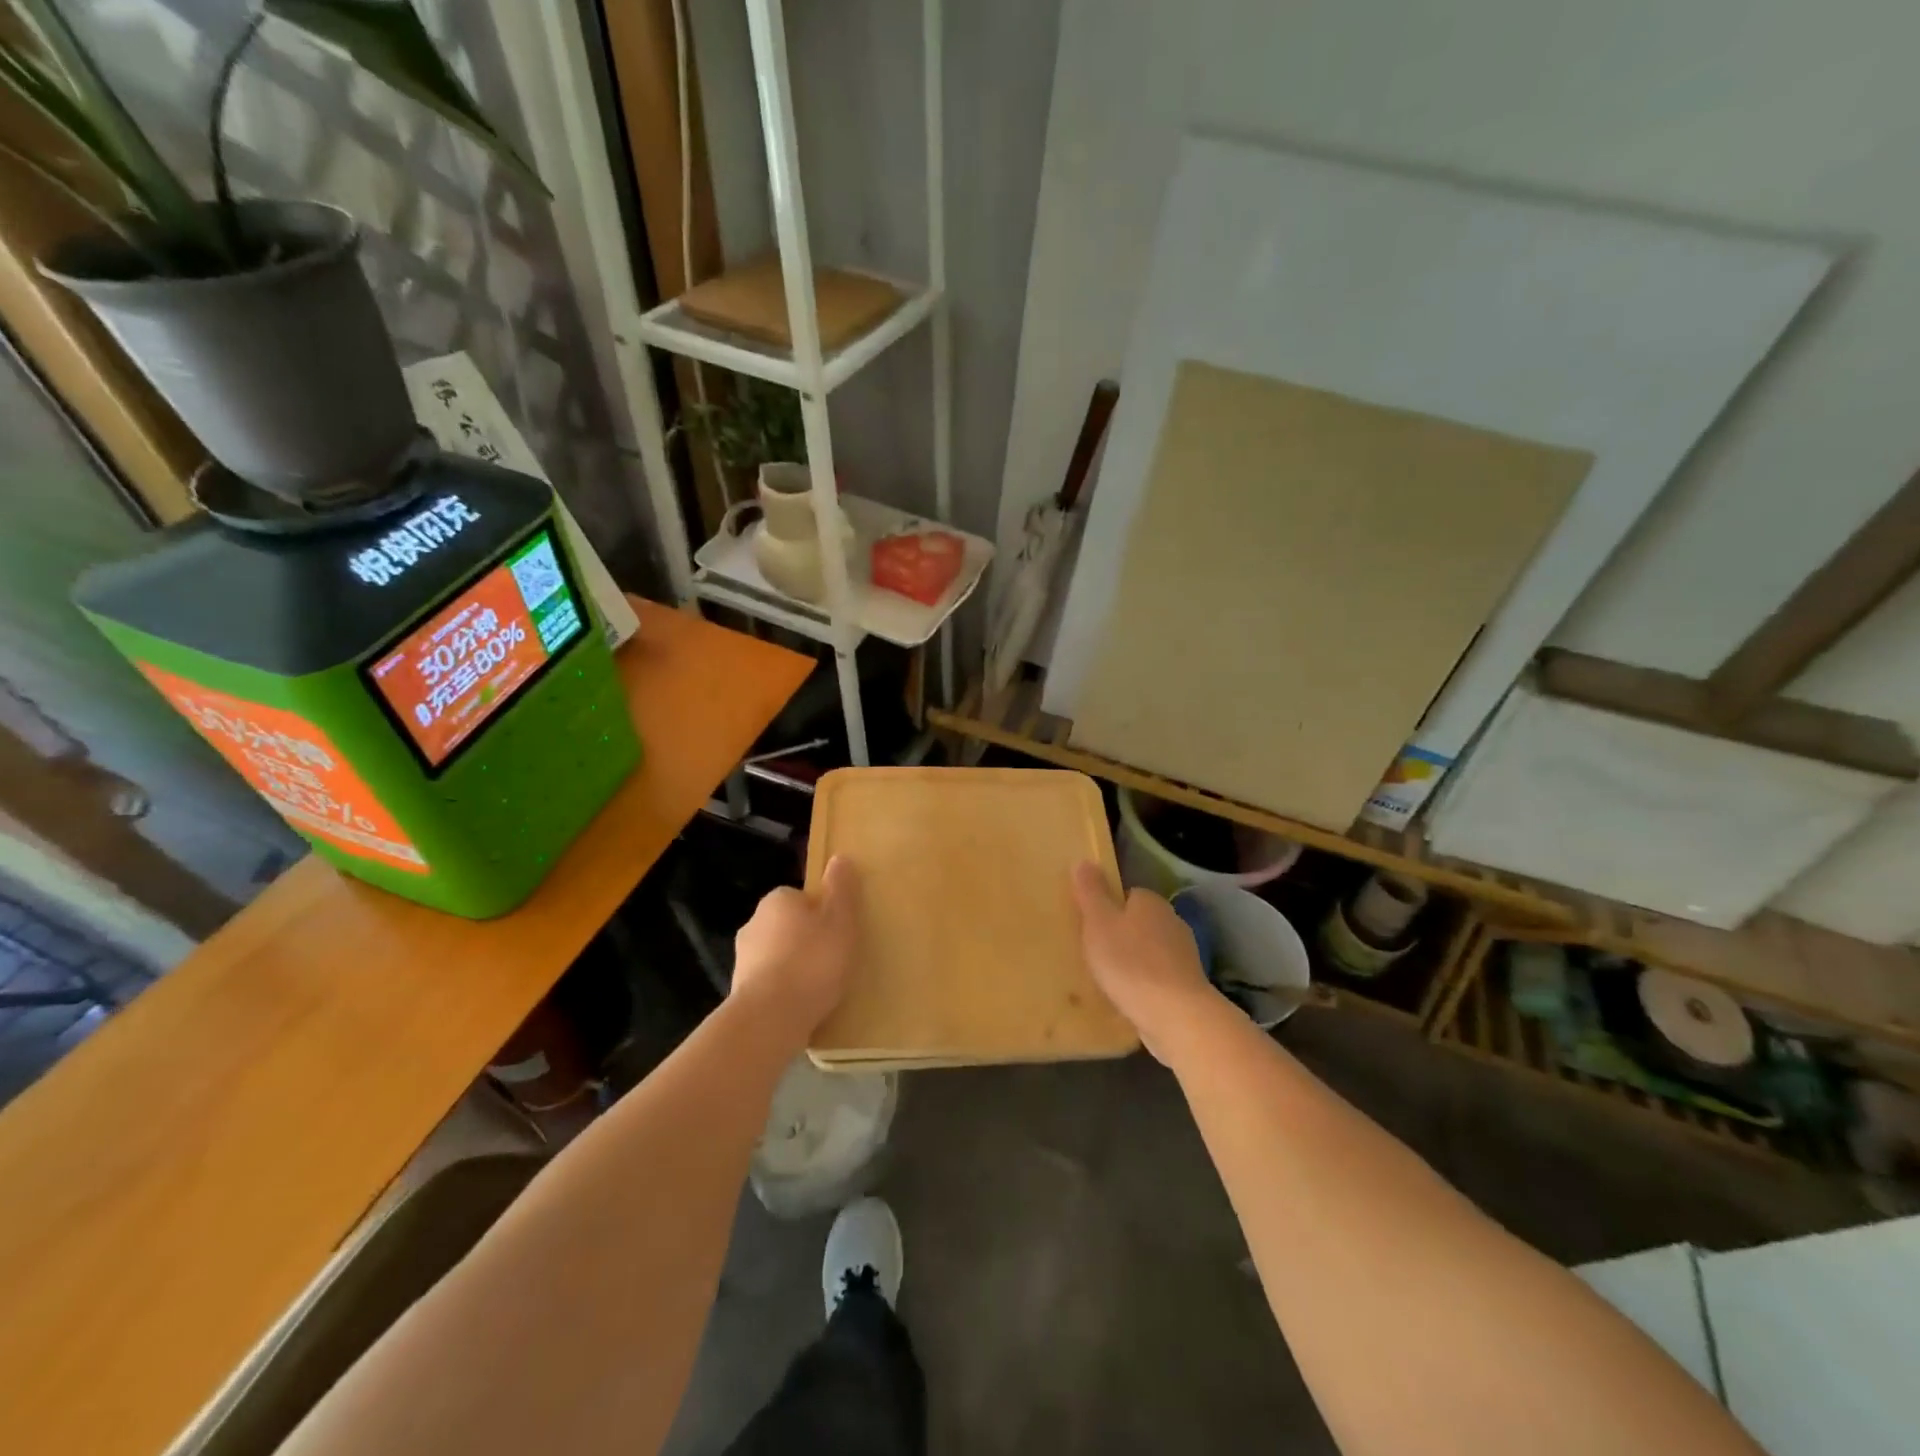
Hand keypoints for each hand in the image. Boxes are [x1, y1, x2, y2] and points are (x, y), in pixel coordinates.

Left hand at [730, 857, 860, 1036]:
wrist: (770, 1018)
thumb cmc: (812, 961)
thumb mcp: (840, 919)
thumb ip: (841, 888)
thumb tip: (840, 857)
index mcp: (776, 900)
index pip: (801, 898)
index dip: (822, 913)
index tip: (839, 932)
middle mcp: (753, 923)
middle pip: (788, 926)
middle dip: (807, 940)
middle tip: (834, 959)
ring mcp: (742, 960)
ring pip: (777, 956)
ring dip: (794, 967)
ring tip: (822, 988)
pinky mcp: (740, 992)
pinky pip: (770, 985)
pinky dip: (784, 992)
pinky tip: (803, 1007)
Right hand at [1072, 863, 1225, 1064]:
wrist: (1176, 1015)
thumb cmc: (1130, 963)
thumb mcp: (1098, 923)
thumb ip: (1091, 892)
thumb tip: (1084, 860)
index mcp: (1150, 901)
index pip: (1126, 895)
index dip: (1107, 909)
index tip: (1090, 928)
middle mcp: (1172, 920)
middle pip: (1139, 922)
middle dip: (1120, 935)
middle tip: (1095, 954)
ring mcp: (1184, 953)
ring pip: (1150, 950)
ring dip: (1134, 961)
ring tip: (1109, 979)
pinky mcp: (1188, 983)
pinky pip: (1158, 976)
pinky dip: (1145, 983)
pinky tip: (1130, 998)